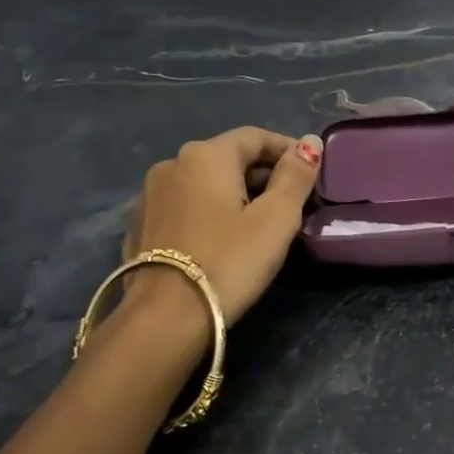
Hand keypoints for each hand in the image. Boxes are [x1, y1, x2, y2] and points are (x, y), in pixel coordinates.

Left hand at [120, 127, 323, 325]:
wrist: (166, 316)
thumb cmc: (230, 262)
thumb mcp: (276, 220)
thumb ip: (295, 177)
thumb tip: (310, 142)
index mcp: (206, 155)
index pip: (255, 137)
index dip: (288, 150)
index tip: (311, 174)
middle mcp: (172, 164)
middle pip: (228, 158)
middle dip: (264, 174)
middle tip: (293, 203)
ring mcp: (150, 195)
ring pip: (205, 183)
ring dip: (236, 193)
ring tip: (260, 223)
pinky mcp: (141, 225)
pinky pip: (187, 206)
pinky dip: (211, 211)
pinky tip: (224, 239)